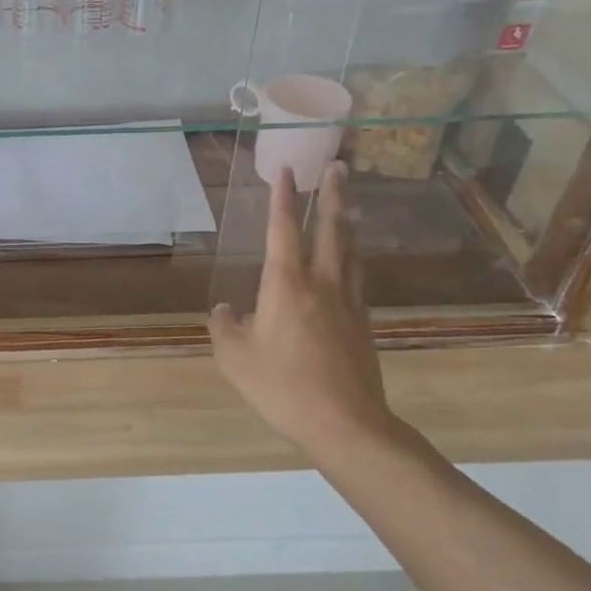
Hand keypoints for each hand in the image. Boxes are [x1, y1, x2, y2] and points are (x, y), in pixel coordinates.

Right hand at [207, 162, 398, 460]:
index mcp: (286, 282)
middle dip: (332, 194)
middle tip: (338, 166)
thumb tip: (227, 309)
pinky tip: (350, 264)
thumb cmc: (282, 386)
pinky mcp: (364, 324)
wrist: (346, 424)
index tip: (286, 169)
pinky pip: (357, 279)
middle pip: (330, 228)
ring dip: (346, 223)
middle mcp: (321, 282)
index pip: (284, 228)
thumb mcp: (235, 357)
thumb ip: (225, 326)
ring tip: (345, 207)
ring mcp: (348, 302)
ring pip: (350, 251)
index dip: (283, 196)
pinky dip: (352, 259)